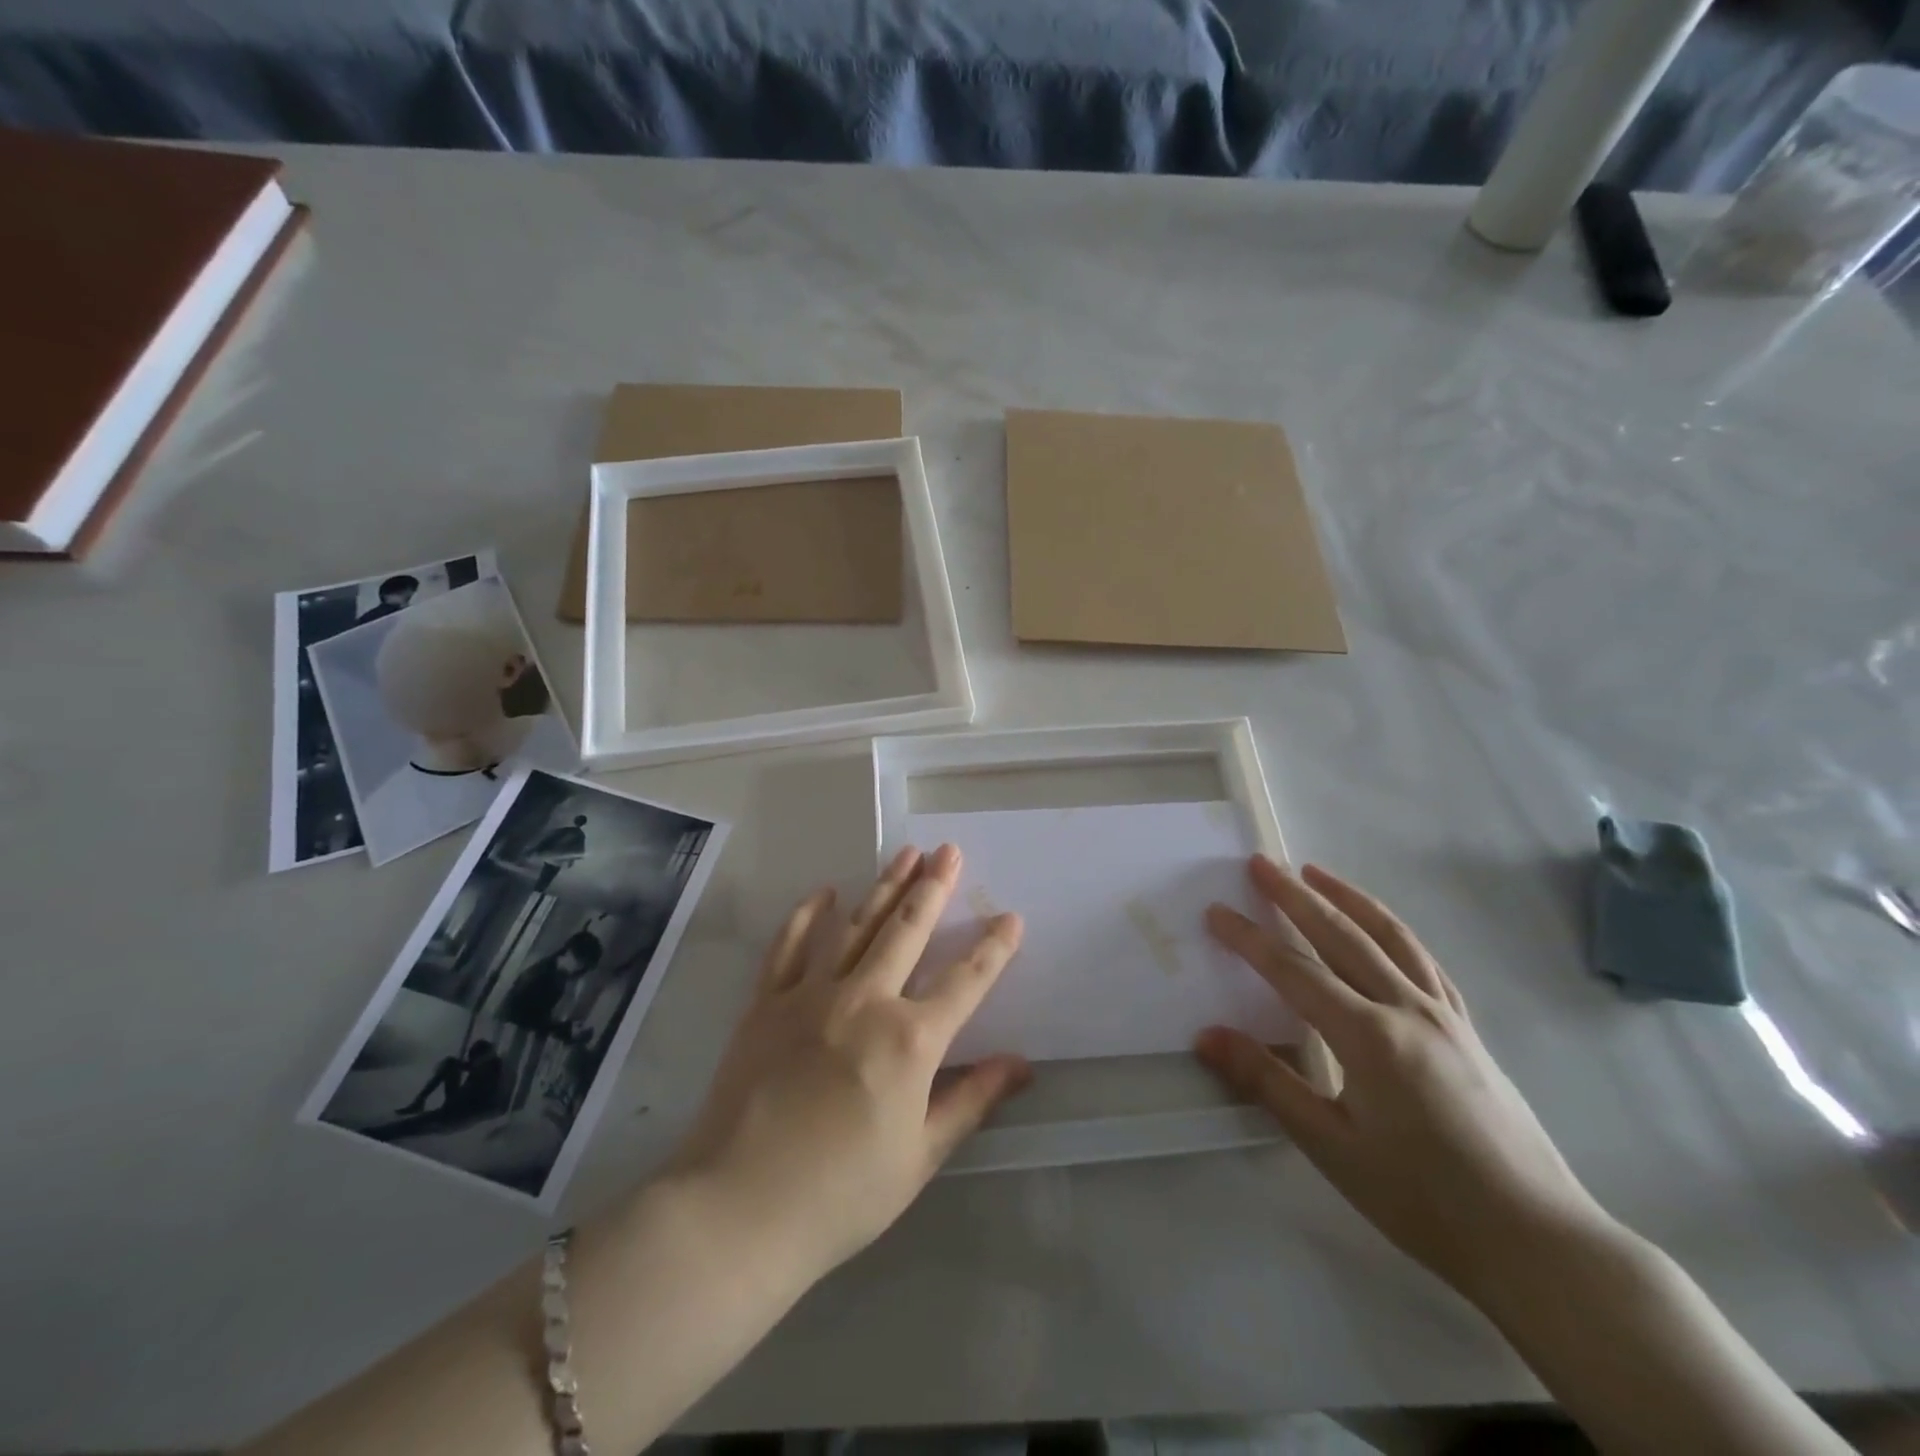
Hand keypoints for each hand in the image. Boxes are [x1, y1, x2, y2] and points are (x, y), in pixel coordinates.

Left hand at [668, 844, 1030, 1277]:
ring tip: (907, 853)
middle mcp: (866, 1000)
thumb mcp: (920, 1155)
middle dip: (934, 887)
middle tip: (950, 851)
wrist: (738, 1209)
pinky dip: (808, 915)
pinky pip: (789, 945)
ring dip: (884, 885)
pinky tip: (824, 892)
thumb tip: (1020, 1065)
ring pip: (856, 925)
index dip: (993, 949)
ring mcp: (812, 994)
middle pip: (908, 930)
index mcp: (910, 1040)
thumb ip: (971, 1100)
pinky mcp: (767, 1001)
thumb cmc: (841, 1194)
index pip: (966, 981)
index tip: (1010, 918)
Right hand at [1198, 857, 1615, 1304]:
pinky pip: (1424, 963)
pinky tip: (1381, 929)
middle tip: (1261, 863)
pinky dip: (1393, 932)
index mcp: (1370, 1037)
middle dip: (1295, 896)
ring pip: (1389, 938)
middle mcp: (1407, 1010)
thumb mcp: (1331, 1146)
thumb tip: (1207, 1036)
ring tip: (1315, 872)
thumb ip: (1267, 1082)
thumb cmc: (1423, 1200)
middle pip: (1342, 936)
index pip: (1294, 972)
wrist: (1538, 1242)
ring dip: (1347, 899)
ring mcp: (1445, 1016)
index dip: (1250, 939)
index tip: (1216, 911)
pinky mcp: (1468, 1031)